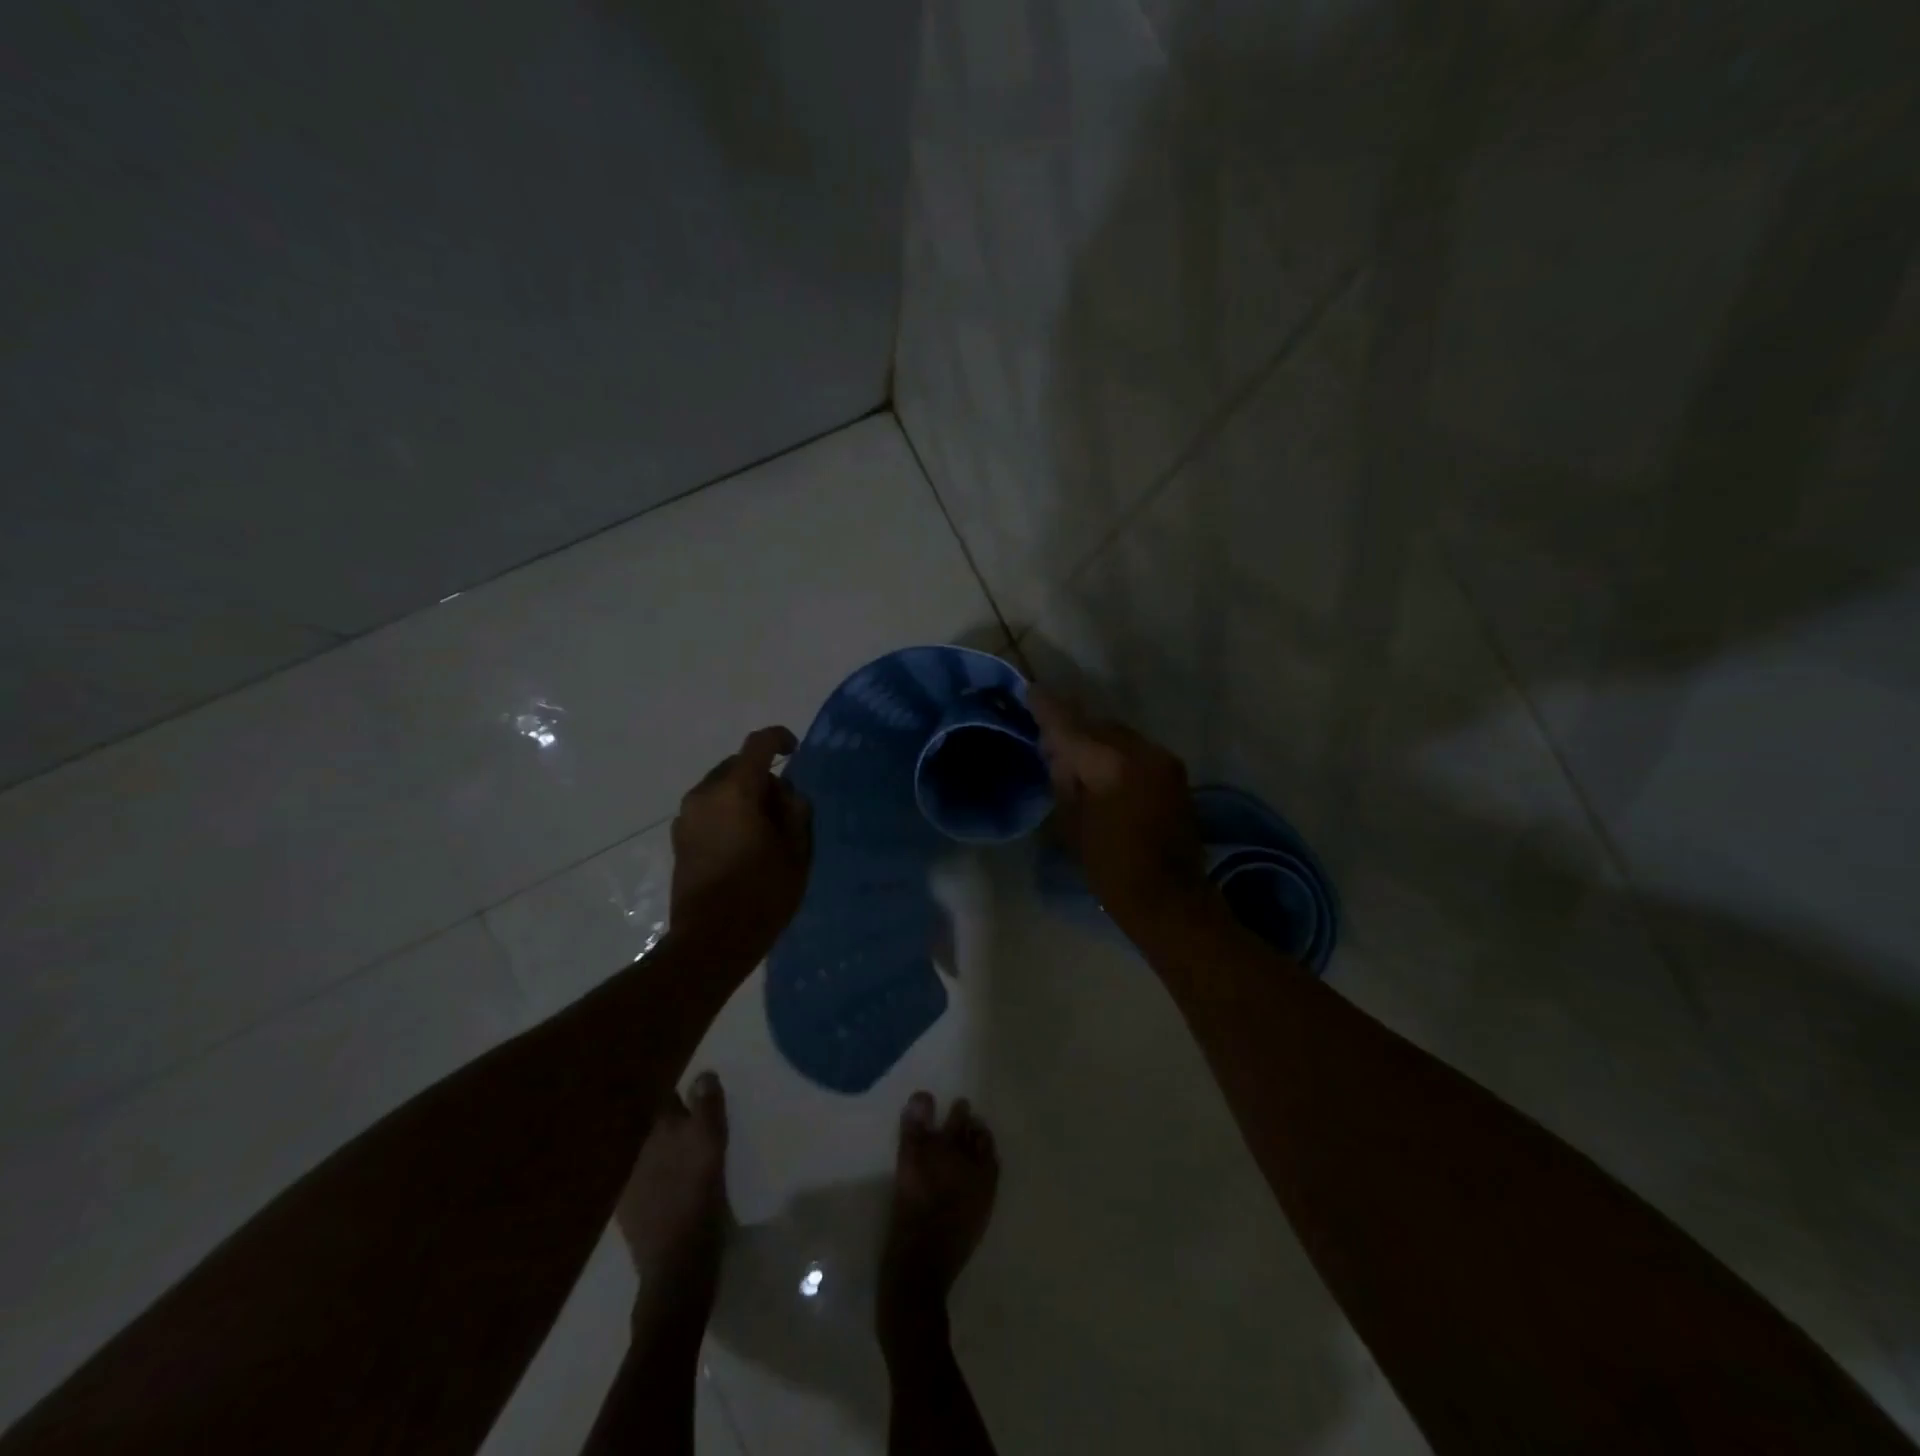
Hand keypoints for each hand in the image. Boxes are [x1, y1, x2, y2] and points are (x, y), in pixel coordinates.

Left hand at [669, 726, 812, 959]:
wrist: (711, 941)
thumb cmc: (762, 894)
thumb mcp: (797, 851)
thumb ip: (795, 811)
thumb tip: (786, 794)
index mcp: (736, 791)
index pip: (758, 745)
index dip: (779, 739)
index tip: (795, 750)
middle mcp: (705, 795)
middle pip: (738, 766)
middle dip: (763, 777)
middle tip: (785, 808)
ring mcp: (686, 817)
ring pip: (721, 788)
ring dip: (744, 796)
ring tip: (765, 831)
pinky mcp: (679, 838)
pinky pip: (709, 809)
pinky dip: (728, 813)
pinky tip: (743, 845)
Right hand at [1029, 689, 1209, 932]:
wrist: (1169, 897)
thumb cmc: (1111, 868)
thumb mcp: (1073, 826)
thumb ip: (1064, 780)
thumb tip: (1060, 754)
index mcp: (1111, 765)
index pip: (1071, 727)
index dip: (1048, 709)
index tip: (1030, 690)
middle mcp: (1141, 752)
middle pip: (1098, 726)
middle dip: (1073, 728)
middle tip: (1049, 740)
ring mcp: (1163, 760)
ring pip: (1118, 736)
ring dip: (1096, 741)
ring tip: (1075, 758)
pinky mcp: (1174, 773)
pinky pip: (1135, 750)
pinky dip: (1115, 754)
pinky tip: (1102, 771)